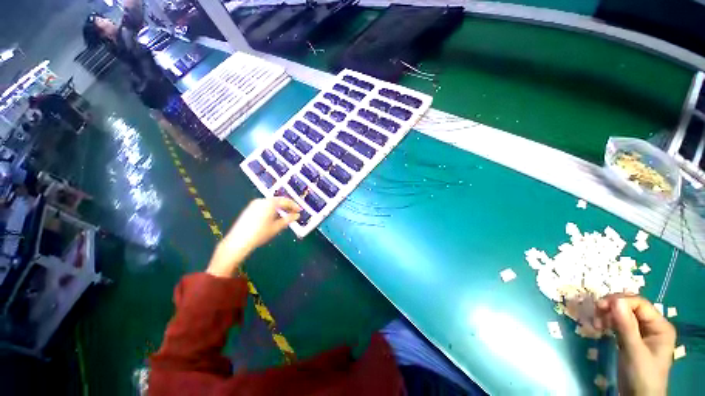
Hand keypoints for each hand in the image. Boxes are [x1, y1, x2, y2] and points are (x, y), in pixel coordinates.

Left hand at [206, 198, 299, 277]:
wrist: (238, 241)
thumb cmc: (260, 234)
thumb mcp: (277, 227)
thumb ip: (288, 219)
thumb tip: (297, 215)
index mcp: (270, 203)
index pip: (285, 201)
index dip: (294, 205)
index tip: (300, 210)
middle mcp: (262, 200)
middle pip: (278, 200)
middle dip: (287, 206)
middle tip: (294, 212)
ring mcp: (255, 204)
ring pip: (271, 203)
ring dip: (280, 207)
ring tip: (286, 214)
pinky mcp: (250, 208)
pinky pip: (265, 205)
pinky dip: (272, 208)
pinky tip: (274, 216)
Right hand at [594, 294, 675, 395]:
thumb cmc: (641, 375)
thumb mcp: (633, 351)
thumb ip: (626, 326)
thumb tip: (615, 300)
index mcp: (660, 326)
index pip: (640, 304)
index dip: (620, 301)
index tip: (599, 306)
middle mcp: (652, 325)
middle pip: (631, 307)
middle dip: (612, 307)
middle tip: (595, 312)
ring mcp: (642, 332)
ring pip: (623, 314)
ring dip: (608, 315)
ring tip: (596, 323)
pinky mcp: (631, 338)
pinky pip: (619, 324)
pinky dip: (608, 322)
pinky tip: (600, 327)